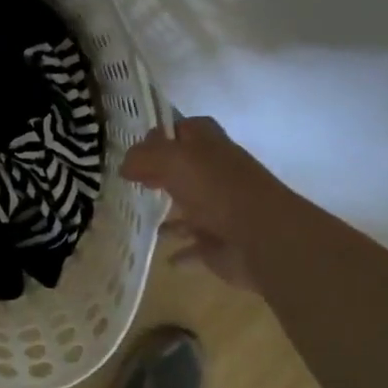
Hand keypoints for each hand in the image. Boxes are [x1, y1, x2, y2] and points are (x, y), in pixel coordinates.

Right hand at [121, 117, 288, 292]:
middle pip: (184, 169)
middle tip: (131, 182)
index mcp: (209, 147)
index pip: (184, 129)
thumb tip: (125, 166)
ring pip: (189, 208)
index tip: (134, 148)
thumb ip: (144, 157)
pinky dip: (182, 252)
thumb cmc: (217, 190)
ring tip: (140, 218)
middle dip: (160, 174)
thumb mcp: (173, 161)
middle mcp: (216, 174)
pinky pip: (194, 247)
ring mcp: (220, 210)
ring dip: (170, 215)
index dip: (161, 134)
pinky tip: (166, 257)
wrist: (262, 238)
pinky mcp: (219, 243)